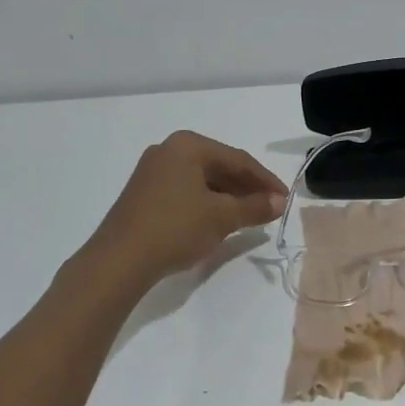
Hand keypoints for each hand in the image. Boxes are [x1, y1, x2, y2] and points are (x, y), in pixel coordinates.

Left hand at [83, 131, 287, 283]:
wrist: (119, 260)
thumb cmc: (175, 228)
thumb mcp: (222, 217)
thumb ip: (254, 207)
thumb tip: (279, 202)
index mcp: (188, 145)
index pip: (238, 159)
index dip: (265, 180)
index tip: (285, 199)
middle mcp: (169, 150)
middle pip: (219, 167)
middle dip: (246, 188)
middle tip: (270, 209)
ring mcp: (153, 171)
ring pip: (202, 180)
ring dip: (228, 197)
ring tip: (249, 217)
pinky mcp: (144, 193)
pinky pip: (186, 191)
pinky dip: (207, 204)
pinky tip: (219, 221)